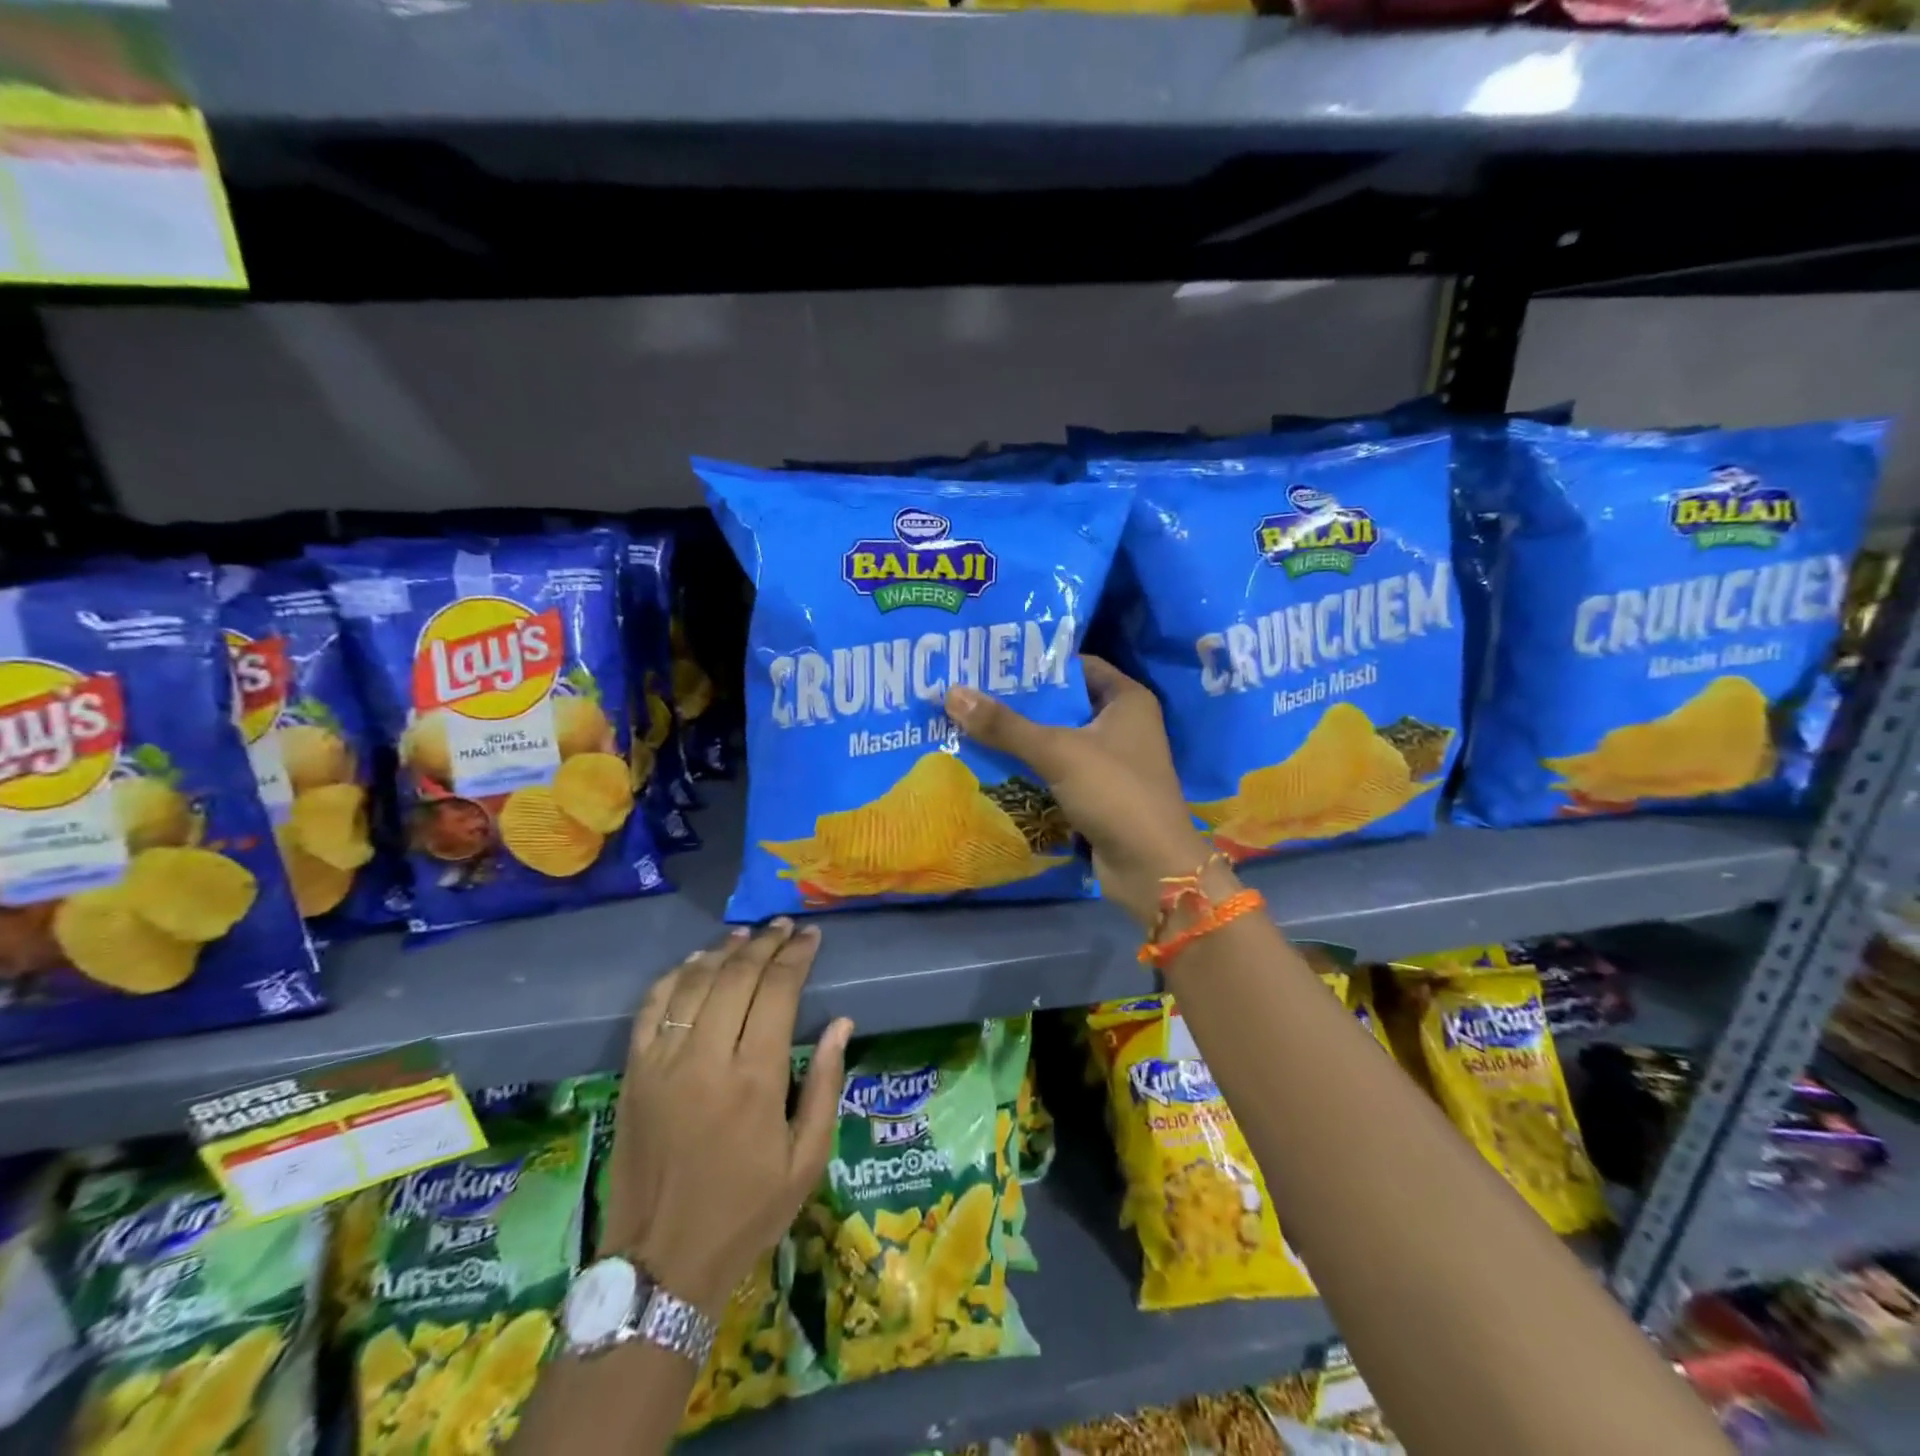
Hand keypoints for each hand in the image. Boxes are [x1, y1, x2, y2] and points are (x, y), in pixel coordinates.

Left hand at [602, 920, 853, 1315]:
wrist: (660, 1263)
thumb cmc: (745, 1213)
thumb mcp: (806, 1160)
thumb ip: (824, 1085)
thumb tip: (841, 1023)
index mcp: (754, 1079)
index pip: (777, 992)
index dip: (796, 956)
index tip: (811, 936)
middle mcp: (705, 1059)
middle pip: (736, 976)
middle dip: (765, 943)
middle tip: (785, 927)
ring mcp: (662, 1063)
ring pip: (694, 982)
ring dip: (724, 950)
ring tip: (747, 935)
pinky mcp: (633, 1073)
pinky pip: (652, 1007)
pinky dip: (676, 975)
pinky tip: (696, 962)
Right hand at [947, 656, 1214, 927]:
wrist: (1151, 867)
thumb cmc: (1115, 793)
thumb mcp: (1057, 751)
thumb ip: (1005, 725)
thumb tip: (952, 693)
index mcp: (1128, 700)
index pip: (1078, 666)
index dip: (1038, 663)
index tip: (993, 663)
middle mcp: (1123, 724)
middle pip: (1064, 703)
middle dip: (1021, 702)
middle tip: (971, 693)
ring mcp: (1112, 762)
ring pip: (1058, 739)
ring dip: (1021, 737)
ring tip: (970, 724)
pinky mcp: (1099, 793)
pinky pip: (1058, 770)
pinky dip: (1031, 768)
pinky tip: (992, 763)